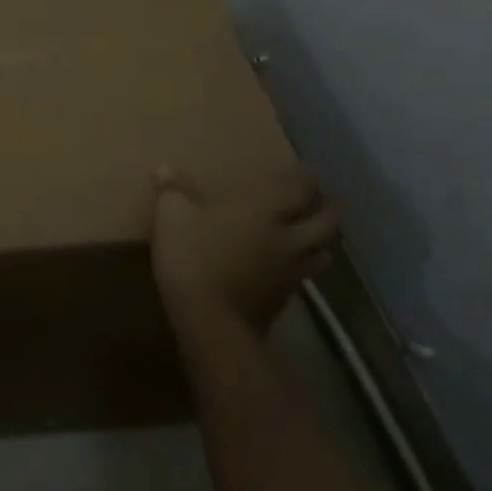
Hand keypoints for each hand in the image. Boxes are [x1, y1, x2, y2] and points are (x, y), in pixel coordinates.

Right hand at [149, 162, 338, 339]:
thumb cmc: (193, 257)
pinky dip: (305, 267)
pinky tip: (292, 267)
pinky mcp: (284, 300)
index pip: (299, 188)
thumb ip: (171, 190)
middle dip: (328, 208)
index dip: (307, 177)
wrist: (211, 323)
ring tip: (314, 234)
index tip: (309, 169)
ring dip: (322, 241)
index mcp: (264, 210)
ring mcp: (290, 272)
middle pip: (325, 222)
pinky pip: (305, 277)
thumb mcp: (171, 217)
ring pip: (322, 252)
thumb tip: (163, 167)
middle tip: (323, 199)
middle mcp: (287, 238)